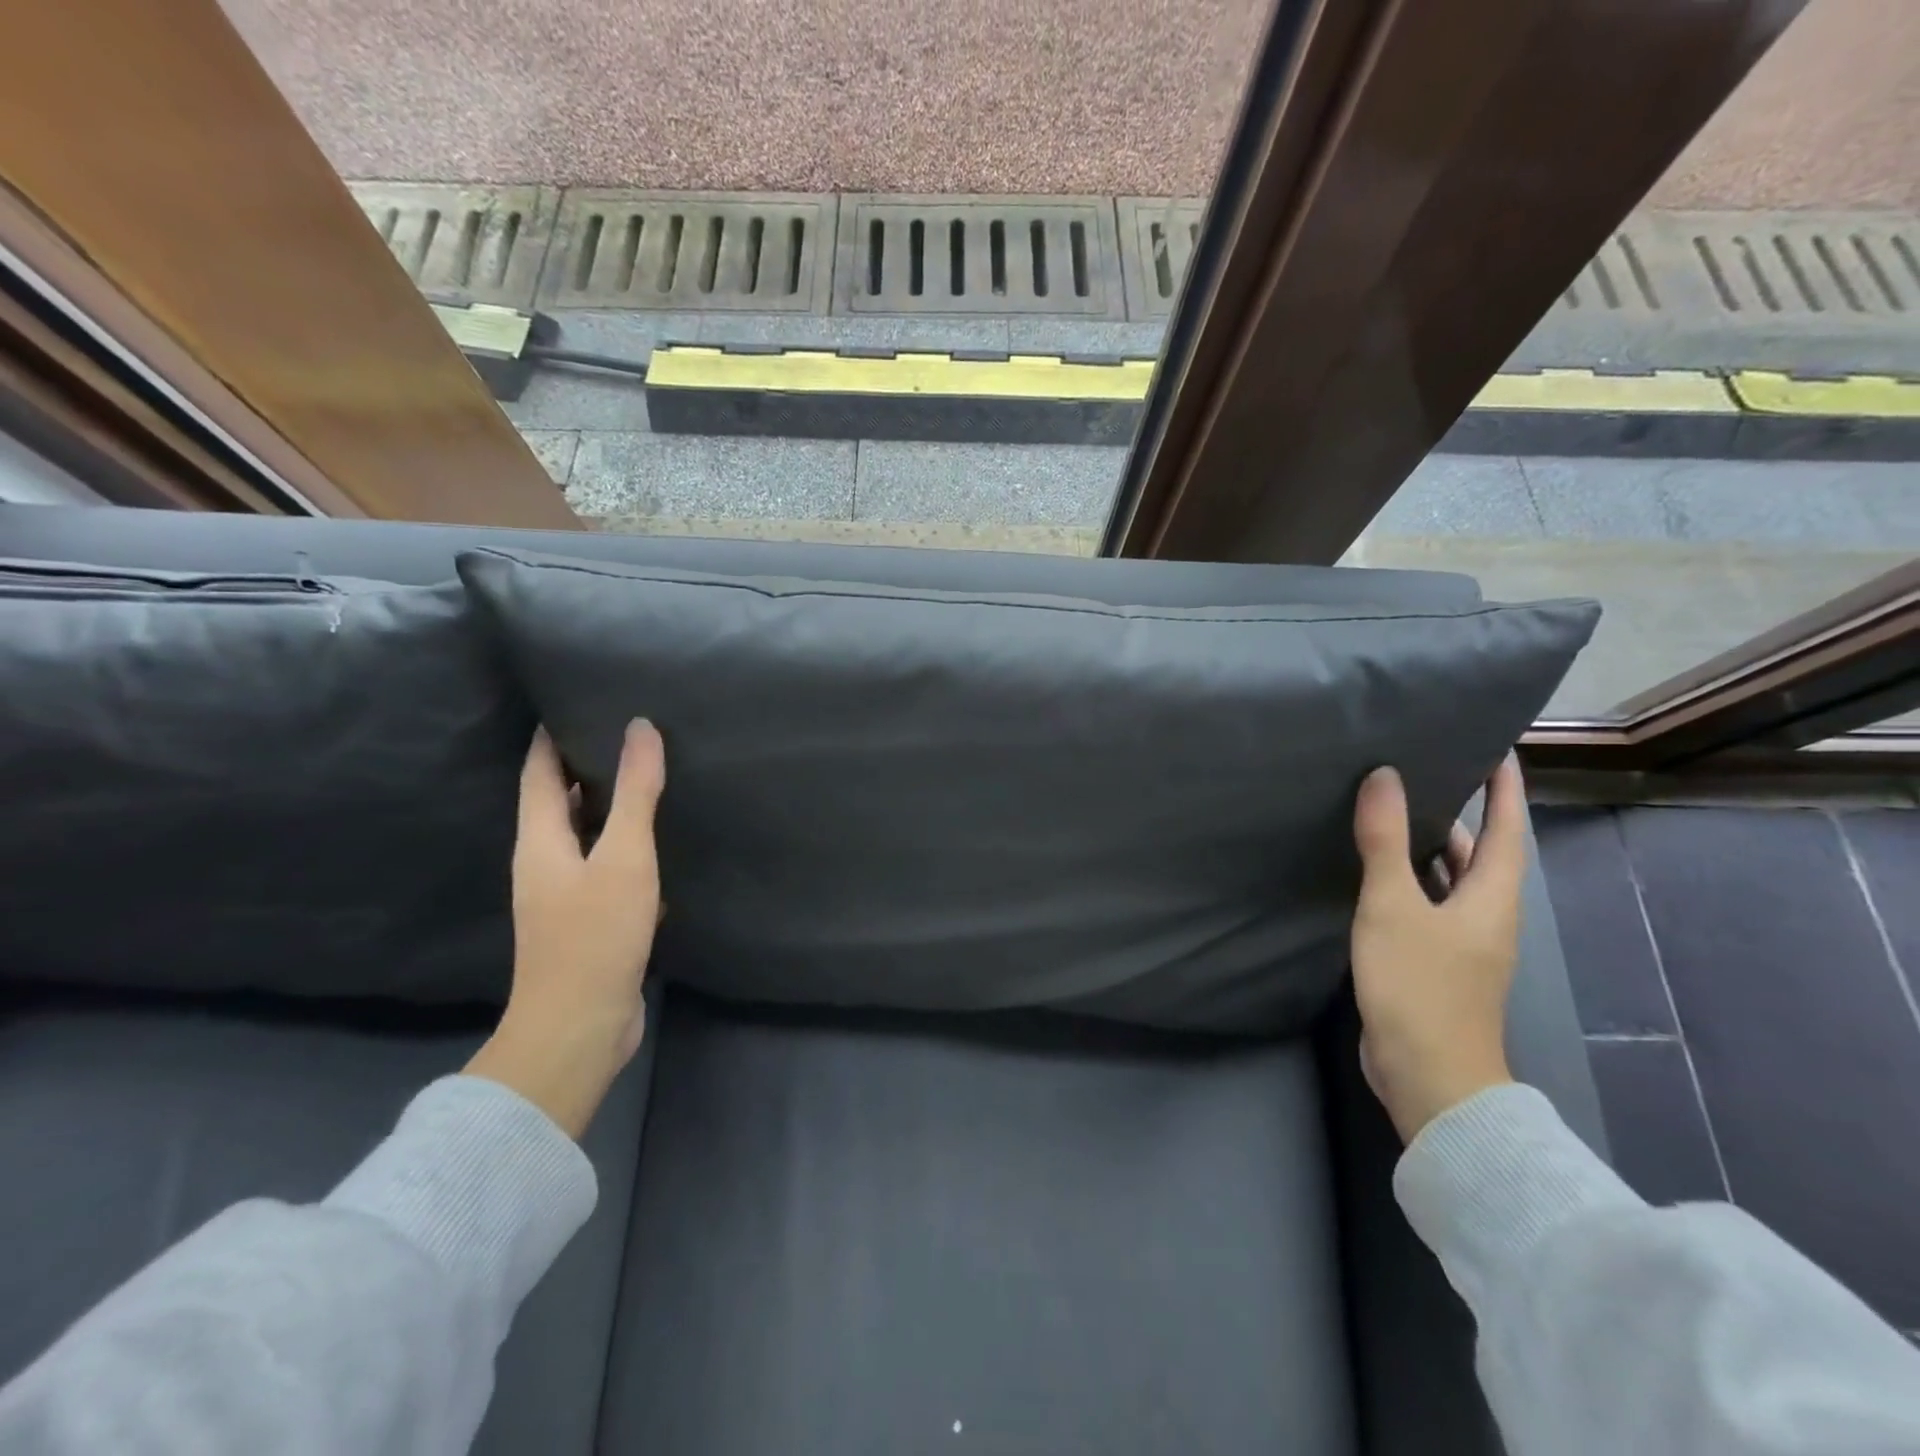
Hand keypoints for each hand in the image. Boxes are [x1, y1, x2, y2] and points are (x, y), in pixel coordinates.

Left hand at [465, 721, 665, 1138]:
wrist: (579, 1027)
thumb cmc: (595, 935)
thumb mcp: (624, 857)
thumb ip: (636, 793)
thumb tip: (640, 727)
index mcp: (540, 839)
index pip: (539, 771)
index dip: (553, 735)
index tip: (579, 698)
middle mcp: (544, 861)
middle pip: (559, 800)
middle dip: (586, 765)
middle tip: (629, 731)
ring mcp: (564, 894)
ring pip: (585, 834)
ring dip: (609, 806)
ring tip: (648, 777)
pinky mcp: (587, 919)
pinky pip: (605, 866)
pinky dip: (626, 845)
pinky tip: (657, 842)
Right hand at [1350, 757, 1525, 1143]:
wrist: (1428, 1075)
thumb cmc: (1419, 985)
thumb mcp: (1394, 906)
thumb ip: (1386, 841)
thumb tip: (1384, 776)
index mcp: (1492, 897)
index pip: (1506, 828)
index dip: (1504, 787)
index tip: (1496, 748)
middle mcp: (1485, 915)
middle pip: (1479, 853)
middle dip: (1460, 814)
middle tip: (1422, 773)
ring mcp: (1462, 943)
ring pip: (1449, 881)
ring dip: (1427, 848)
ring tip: (1390, 813)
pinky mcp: (1436, 964)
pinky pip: (1427, 906)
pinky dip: (1408, 881)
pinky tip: (1373, 875)